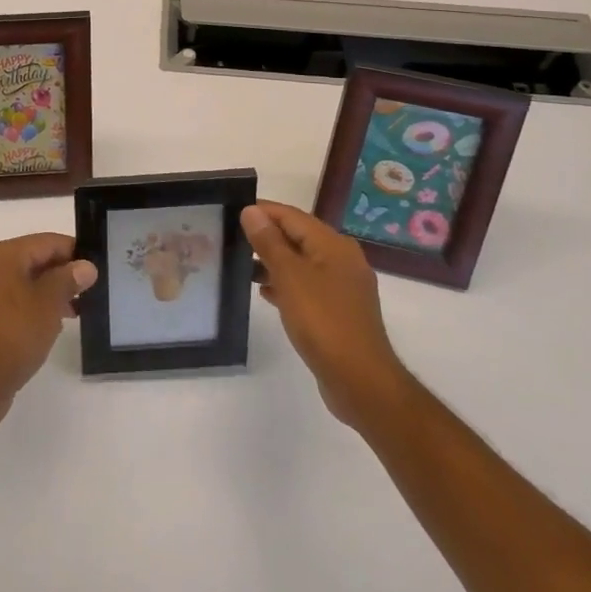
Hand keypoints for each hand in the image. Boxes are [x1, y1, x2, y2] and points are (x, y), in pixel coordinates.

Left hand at [0, 233, 97, 423]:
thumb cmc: (15, 335)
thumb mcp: (49, 305)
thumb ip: (68, 279)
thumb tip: (86, 265)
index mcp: (1, 254)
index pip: (45, 242)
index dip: (73, 252)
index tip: (94, 267)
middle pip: (31, 259)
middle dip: (60, 273)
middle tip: (86, 292)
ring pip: (20, 280)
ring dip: (46, 291)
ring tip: (72, 311)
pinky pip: (8, 298)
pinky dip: (28, 304)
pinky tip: (46, 323)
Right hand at [245, 201, 404, 424]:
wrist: (360, 380)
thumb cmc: (323, 321)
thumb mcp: (290, 277)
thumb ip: (269, 242)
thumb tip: (251, 210)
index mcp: (333, 244)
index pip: (291, 215)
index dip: (262, 211)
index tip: (230, 212)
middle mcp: (341, 259)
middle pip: (298, 237)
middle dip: (266, 237)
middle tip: (231, 238)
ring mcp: (342, 286)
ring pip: (301, 262)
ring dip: (273, 262)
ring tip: (241, 266)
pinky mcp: (339, 310)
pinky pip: (307, 285)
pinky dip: (286, 284)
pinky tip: (264, 293)